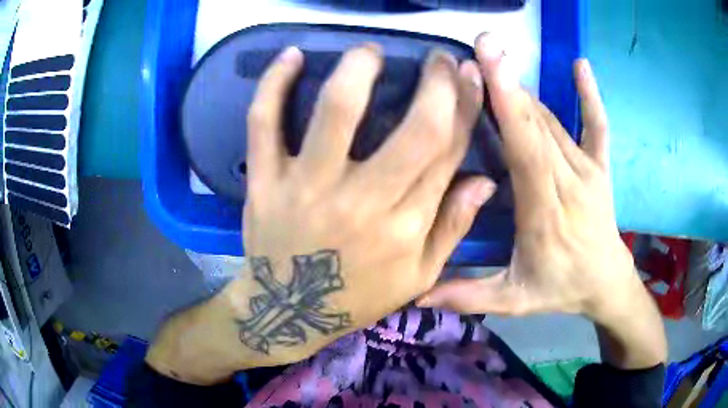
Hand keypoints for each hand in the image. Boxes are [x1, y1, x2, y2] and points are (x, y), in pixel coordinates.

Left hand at [238, 44, 494, 360]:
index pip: (449, 150)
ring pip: (337, 111)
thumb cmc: (357, 297)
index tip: (469, 75)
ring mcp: (307, 187)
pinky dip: (273, 84)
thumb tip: (486, 180)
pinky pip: (263, 122)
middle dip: (436, 82)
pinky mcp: (264, 181)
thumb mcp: (417, 277)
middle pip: (415, 128)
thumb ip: (453, 227)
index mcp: (406, 226)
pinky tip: (290, 56)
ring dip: (358, 68)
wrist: (287, 312)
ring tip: (370, 51)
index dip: (467, 106)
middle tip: (437, 58)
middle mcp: (362, 202)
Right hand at [418, 34, 665, 367]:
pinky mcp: (600, 166)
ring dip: (524, 89)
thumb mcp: (515, 301)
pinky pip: (597, 125)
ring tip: (495, 59)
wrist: (606, 283)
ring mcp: (589, 170)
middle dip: (508, 81)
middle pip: (537, 123)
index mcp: (546, 211)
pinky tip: (581, 65)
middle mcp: (569, 181)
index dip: (507, 103)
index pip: (525, 148)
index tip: (484, 64)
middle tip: (479, 46)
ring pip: (553, 120)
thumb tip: (414, 295)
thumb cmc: (560, 288)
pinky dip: (589, 95)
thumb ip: (468, 295)